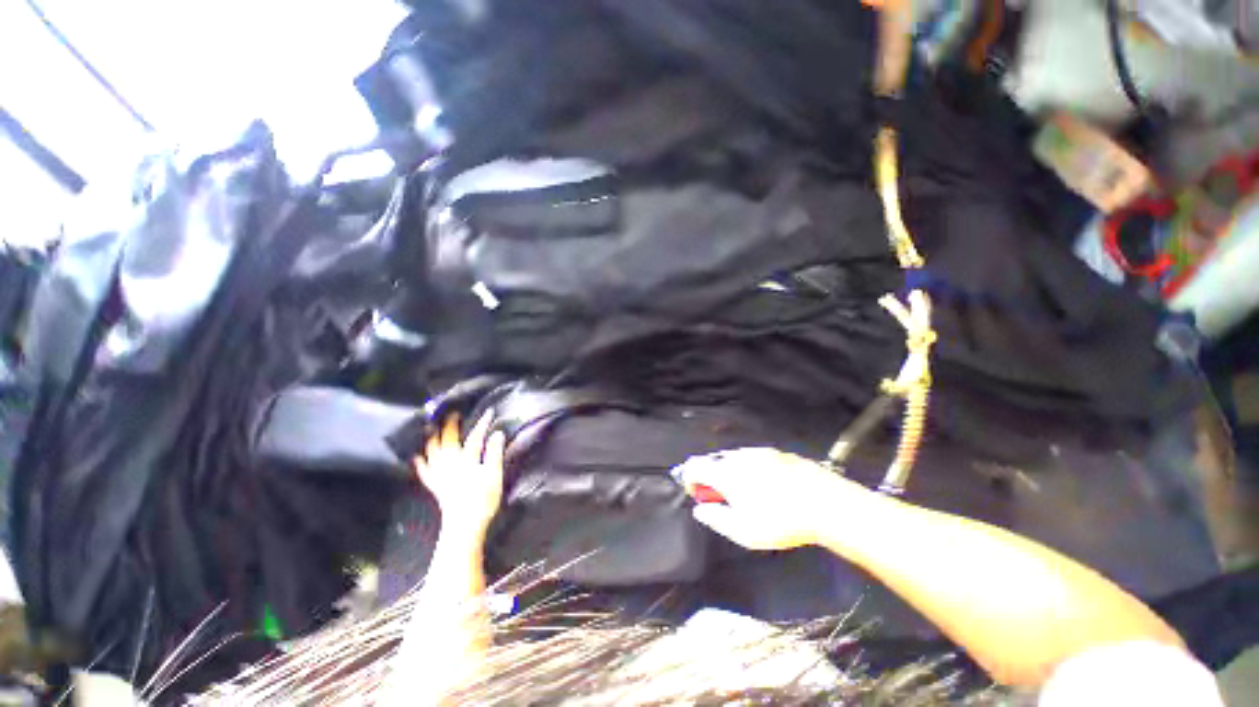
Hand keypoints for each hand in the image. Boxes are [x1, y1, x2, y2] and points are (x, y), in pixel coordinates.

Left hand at [414, 415, 506, 536]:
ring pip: (433, 451)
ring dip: (432, 438)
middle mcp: (450, 463)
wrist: (464, 525)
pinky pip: (424, 471)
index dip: (482, 423)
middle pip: (449, 440)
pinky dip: (420, 462)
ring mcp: (440, 474)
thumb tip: (497, 433)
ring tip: (431, 428)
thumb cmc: (483, 500)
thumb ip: (494, 453)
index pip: (475, 437)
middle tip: (453, 414)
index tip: (488, 412)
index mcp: (467, 460)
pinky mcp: (435, 485)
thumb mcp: (494, 475)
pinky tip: (417, 456)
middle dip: (451, 425)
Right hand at [674, 447, 883, 550]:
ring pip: (732, 457)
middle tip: (721, 497)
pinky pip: (752, 456)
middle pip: (712, 460)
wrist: (826, 503)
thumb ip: (716, 519)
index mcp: (725, 472)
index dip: (689, 480)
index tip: (699, 496)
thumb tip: (699, 510)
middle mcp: (738, 456)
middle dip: (709, 476)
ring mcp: (758, 451)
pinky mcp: (776, 452)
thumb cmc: (780, 521)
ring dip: (728, 471)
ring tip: (743, 492)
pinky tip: (763, 484)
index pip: (694, 466)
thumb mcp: (744, 531)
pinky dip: (747, 467)